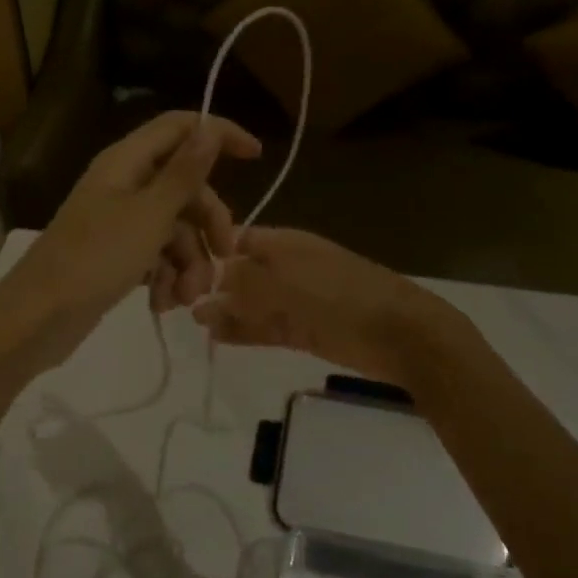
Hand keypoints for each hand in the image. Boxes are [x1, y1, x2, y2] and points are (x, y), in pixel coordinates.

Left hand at [0, 112, 259, 369]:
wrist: (39, 318)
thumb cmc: (96, 259)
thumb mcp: (150, 215)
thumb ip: (184, 173)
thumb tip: (209, 129)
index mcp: (127, 162)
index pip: (180, 127)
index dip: (218, 134)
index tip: (256, 156)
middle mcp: (124, 184)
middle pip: (185, 187)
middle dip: (208, 224)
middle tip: (225, 257)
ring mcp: (119, 222)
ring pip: (175, 228)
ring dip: (189, 262)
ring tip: (186, 298)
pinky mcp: (116, 255)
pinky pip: (156, 255)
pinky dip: (166, 276)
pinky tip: (163, 303)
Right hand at [193, 227, 478, 387]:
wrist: (400, 334)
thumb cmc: (339, 297)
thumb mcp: (284, 283)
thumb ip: (243, 282)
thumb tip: (208, 281)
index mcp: (284, 244)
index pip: (236, 240)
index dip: (209, 252)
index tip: (177, 269)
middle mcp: (286, 268)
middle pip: (241, 273)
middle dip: (212, 285)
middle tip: (178, 301)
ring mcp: (295, 300)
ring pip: (251, 303)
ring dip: (226, 311)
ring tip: (194, 321)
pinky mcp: (303, 330)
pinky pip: (266, 327)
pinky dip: (244, 330)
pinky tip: (219, 337)